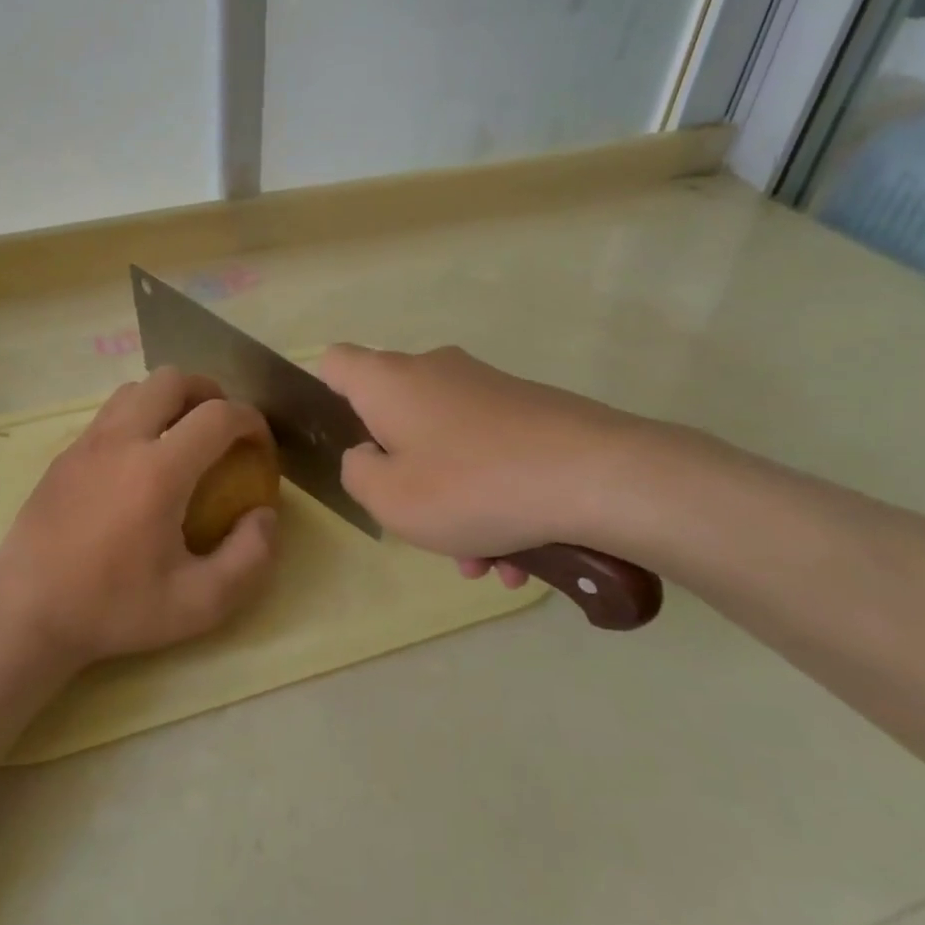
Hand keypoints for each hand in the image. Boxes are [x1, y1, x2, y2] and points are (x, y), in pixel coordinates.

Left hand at [0, 366, 278, 669]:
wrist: (26, 613)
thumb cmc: (114, 609)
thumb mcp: (199, 604)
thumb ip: (250, 558)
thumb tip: (265, 515)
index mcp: (158, 470)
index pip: (219, 415)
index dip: (252, 422)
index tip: (260, 448)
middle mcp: (122, 440)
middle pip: (173, 379)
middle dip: (210, 393)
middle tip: (223, 431)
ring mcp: (87, 443)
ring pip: (137, 389)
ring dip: (171, 400)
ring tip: (184, 438)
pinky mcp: (64, 455)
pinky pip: (110, 413)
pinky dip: (139, 416)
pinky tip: (140, 461)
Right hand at [318, 343, 654, 566]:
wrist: (600, 476)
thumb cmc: (471, 486)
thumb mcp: (388, 498)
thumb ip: (357, 472)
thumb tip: (368, 455)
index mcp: (390, 381)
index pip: (335, 363)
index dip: (325, 396)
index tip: (343, 444)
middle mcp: (435, 371)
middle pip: (395, 417)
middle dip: (401, 473)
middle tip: (420, 525)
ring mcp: (487, 388)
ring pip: (447, 445)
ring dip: (453, 502)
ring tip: (481, 561)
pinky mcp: (530, 408)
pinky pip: (490, 453)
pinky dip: (491, 497)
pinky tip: (516, 553)